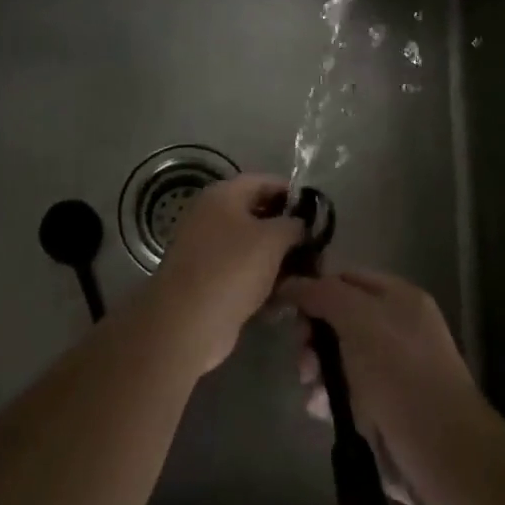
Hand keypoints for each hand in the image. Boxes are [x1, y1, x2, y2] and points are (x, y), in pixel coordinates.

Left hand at [151, 173, 302, 371]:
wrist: (188, 322)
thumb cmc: (233, 268)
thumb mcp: (273, 239)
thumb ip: (293, 224)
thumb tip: (300, 223)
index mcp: (222, 195)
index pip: (263, 181)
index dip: (291, 191)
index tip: (316, 209)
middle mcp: (210, 216)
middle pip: (256, 213)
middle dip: (286, 227)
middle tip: (315, 243)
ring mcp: (205, 248)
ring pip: (250, 245)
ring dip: (276, 257)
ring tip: (305, 271)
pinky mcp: (207, 279)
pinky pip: (241, 270)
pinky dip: (261, 278)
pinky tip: (283, 294)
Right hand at [274, 266, 477, 504]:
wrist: (438, 451)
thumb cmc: (398, 373)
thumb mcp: (358, 320)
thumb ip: (322, 294)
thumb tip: (290, 284)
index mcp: (398, 297)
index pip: (345, 279)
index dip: (315, 290)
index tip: (287, 310)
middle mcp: (395, 328)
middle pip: (337, 319)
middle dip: (313, 336)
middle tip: (304, 358)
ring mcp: (389, 369)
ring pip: (337, 357)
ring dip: (316, 369)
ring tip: (311, 388)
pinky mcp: (381, 406)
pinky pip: (343, 391)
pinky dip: (327, 397)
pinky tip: (319, 409)